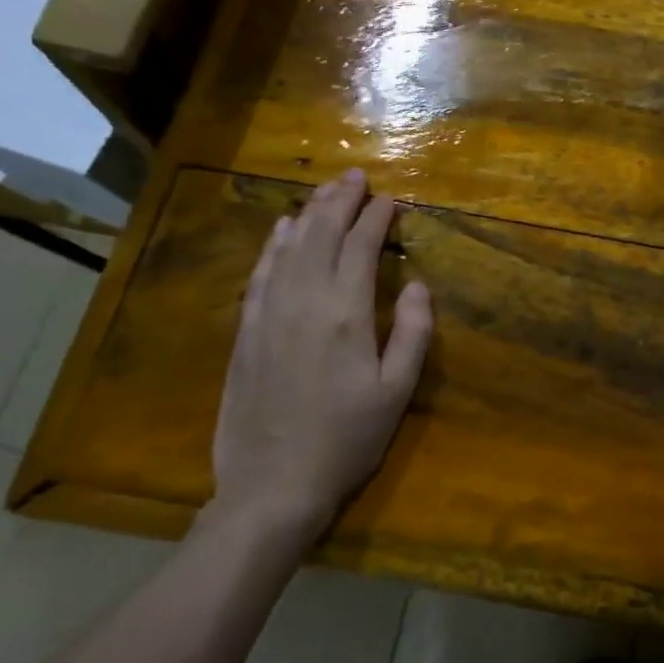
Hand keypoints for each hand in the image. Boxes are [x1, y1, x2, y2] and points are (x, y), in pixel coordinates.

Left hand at [209, 169, 432, 546]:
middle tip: (355, 176)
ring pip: (288, 247)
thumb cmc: (346, 440)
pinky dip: (274, 245)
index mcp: (345, 314)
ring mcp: (268, 315)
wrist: (272, 485)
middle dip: (340, 201)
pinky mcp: (246, 332)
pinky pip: (260, 274)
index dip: (375, 218)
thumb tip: (417, 284)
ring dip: (309, 213)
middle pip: (320, 235)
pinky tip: (282, 230)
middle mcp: (303, 302)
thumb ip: (412, 333)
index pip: (360, 248)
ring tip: (325, 190)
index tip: (389, 199)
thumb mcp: (396, 392)